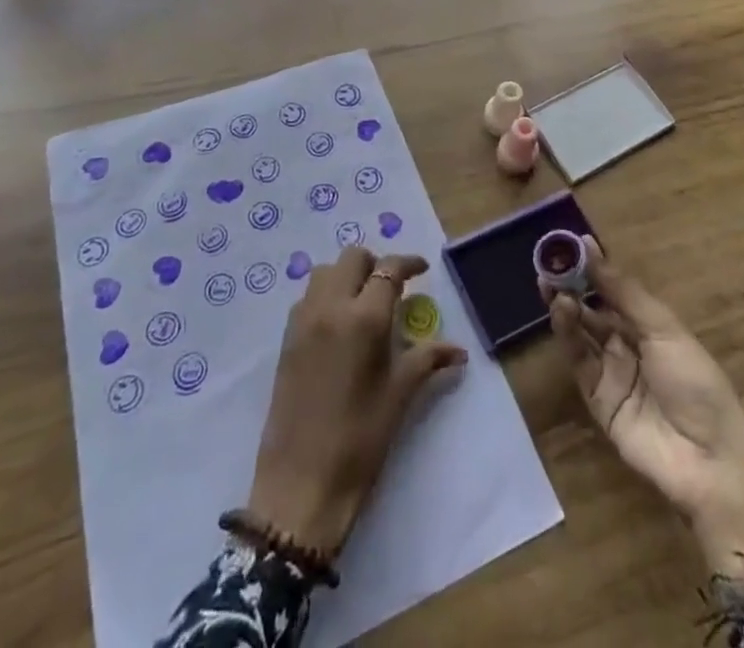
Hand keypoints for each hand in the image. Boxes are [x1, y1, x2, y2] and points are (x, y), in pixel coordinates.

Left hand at [247, 247, 466, 554]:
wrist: (300, 485)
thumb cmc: (360, 440)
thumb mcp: (400, 396)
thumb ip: (427, 359)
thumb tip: (457, 349)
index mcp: (364, 318)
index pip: (389, 269)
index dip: (408, 263)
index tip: (422, 269)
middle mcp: (331, 307)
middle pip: (352, 258)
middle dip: (375, 264)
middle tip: (392, 288)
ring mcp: (303, 321)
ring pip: (325, 271)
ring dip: (347, 276)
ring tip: (363, 303)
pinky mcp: (286, 339)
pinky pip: (308, 297)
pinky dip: (326, 295)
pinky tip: (339, 325)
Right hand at [545, 239, 743, 598]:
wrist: (709, 460)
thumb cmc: (695, 382)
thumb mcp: (663, 327)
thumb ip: (623, 291)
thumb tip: (589, 247)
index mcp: (651, 326)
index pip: (615, 291)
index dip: (593, 269)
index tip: (568, 246)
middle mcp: (629, 346)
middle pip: (594, 311)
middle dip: (571, 288)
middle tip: (548, 265)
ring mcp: (612, 374)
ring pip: (582, 334)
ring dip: (566, 308)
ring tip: (550, 286)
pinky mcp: (598, 401)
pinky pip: (579, 363)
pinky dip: (567, 336)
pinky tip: (560, 312)